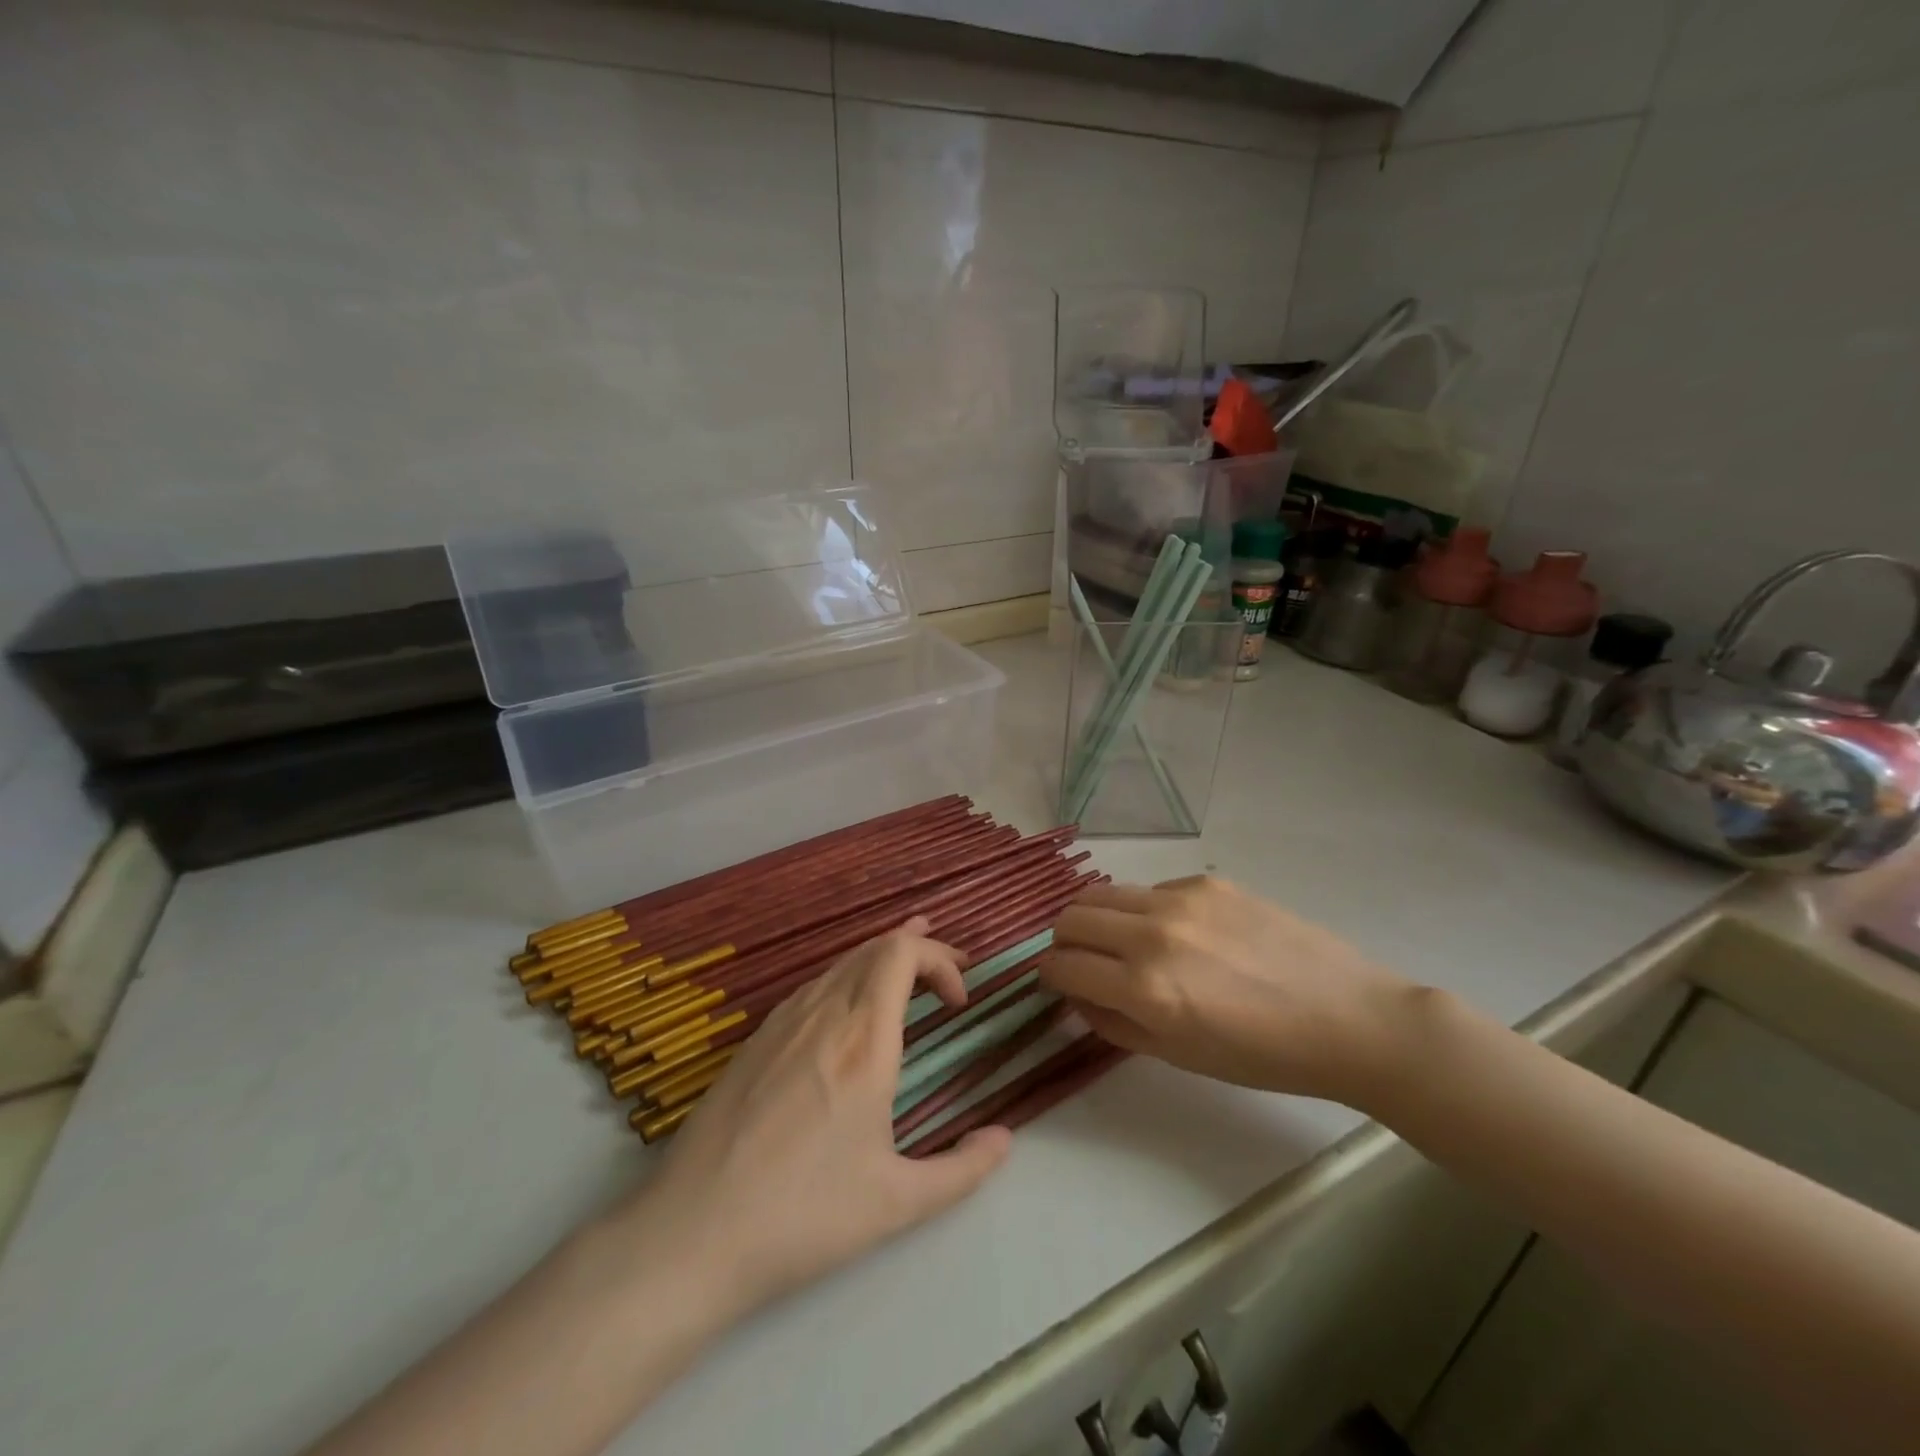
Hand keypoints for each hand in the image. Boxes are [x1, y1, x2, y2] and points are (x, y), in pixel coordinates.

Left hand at [637, 917, 1011, 1318]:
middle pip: (874, 948)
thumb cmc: (803, 1216)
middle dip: (919, 950)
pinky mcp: (754, 1041)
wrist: (692, 1235)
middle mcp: (822, 1015)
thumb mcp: (897, 1203)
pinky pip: (811, 987)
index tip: (959, 1002)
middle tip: (948, 979)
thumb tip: (1003, 1140)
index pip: (902, 954)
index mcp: (863, 1041)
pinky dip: (846, 980)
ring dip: (880, 961)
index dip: (940, 959)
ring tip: (908, 972)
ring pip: (840, 964)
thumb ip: (962, 1170)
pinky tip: (847, 1010)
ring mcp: (781, 1023)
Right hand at [1040, 877, 1416, 1106]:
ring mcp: (1180, 900)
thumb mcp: (1179, 1055)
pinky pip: (1150, 890)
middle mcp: (1153, 934)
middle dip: (1064, 942)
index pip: (1062, 965)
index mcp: (1145, 988)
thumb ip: (1113, 1023)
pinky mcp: (1206, 881)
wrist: (1347, 1017)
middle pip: (1071, 917)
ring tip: (1118, 941)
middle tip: (1083, 961)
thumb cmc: (1263, 1055)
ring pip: (1102, 893)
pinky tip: (1180, 934)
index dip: (1050, 976)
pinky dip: (1143, 911)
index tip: (1057, 982)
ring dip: (1095, 918)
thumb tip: (1076, 994)